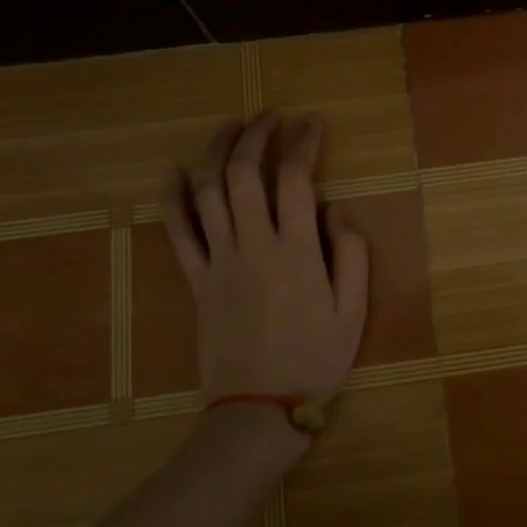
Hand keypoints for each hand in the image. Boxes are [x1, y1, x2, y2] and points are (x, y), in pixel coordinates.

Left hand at [165, 113, 369, 408]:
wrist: (258, 410)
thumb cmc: (314, 361)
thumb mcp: (354, 312)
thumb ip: (352, 255)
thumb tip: (337, 211)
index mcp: (297, 250)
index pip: (296, 178)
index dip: (303, 142)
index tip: (311, 123)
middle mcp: (254, 244)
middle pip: (246, 173)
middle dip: (257, 135)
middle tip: (270, 116)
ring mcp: (219, 260)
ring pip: (209, 192)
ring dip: (217, 152)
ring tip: (230, 127)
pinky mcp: (196, 280)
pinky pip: (178, 232)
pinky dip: (173, 199)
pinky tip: (174, 173)